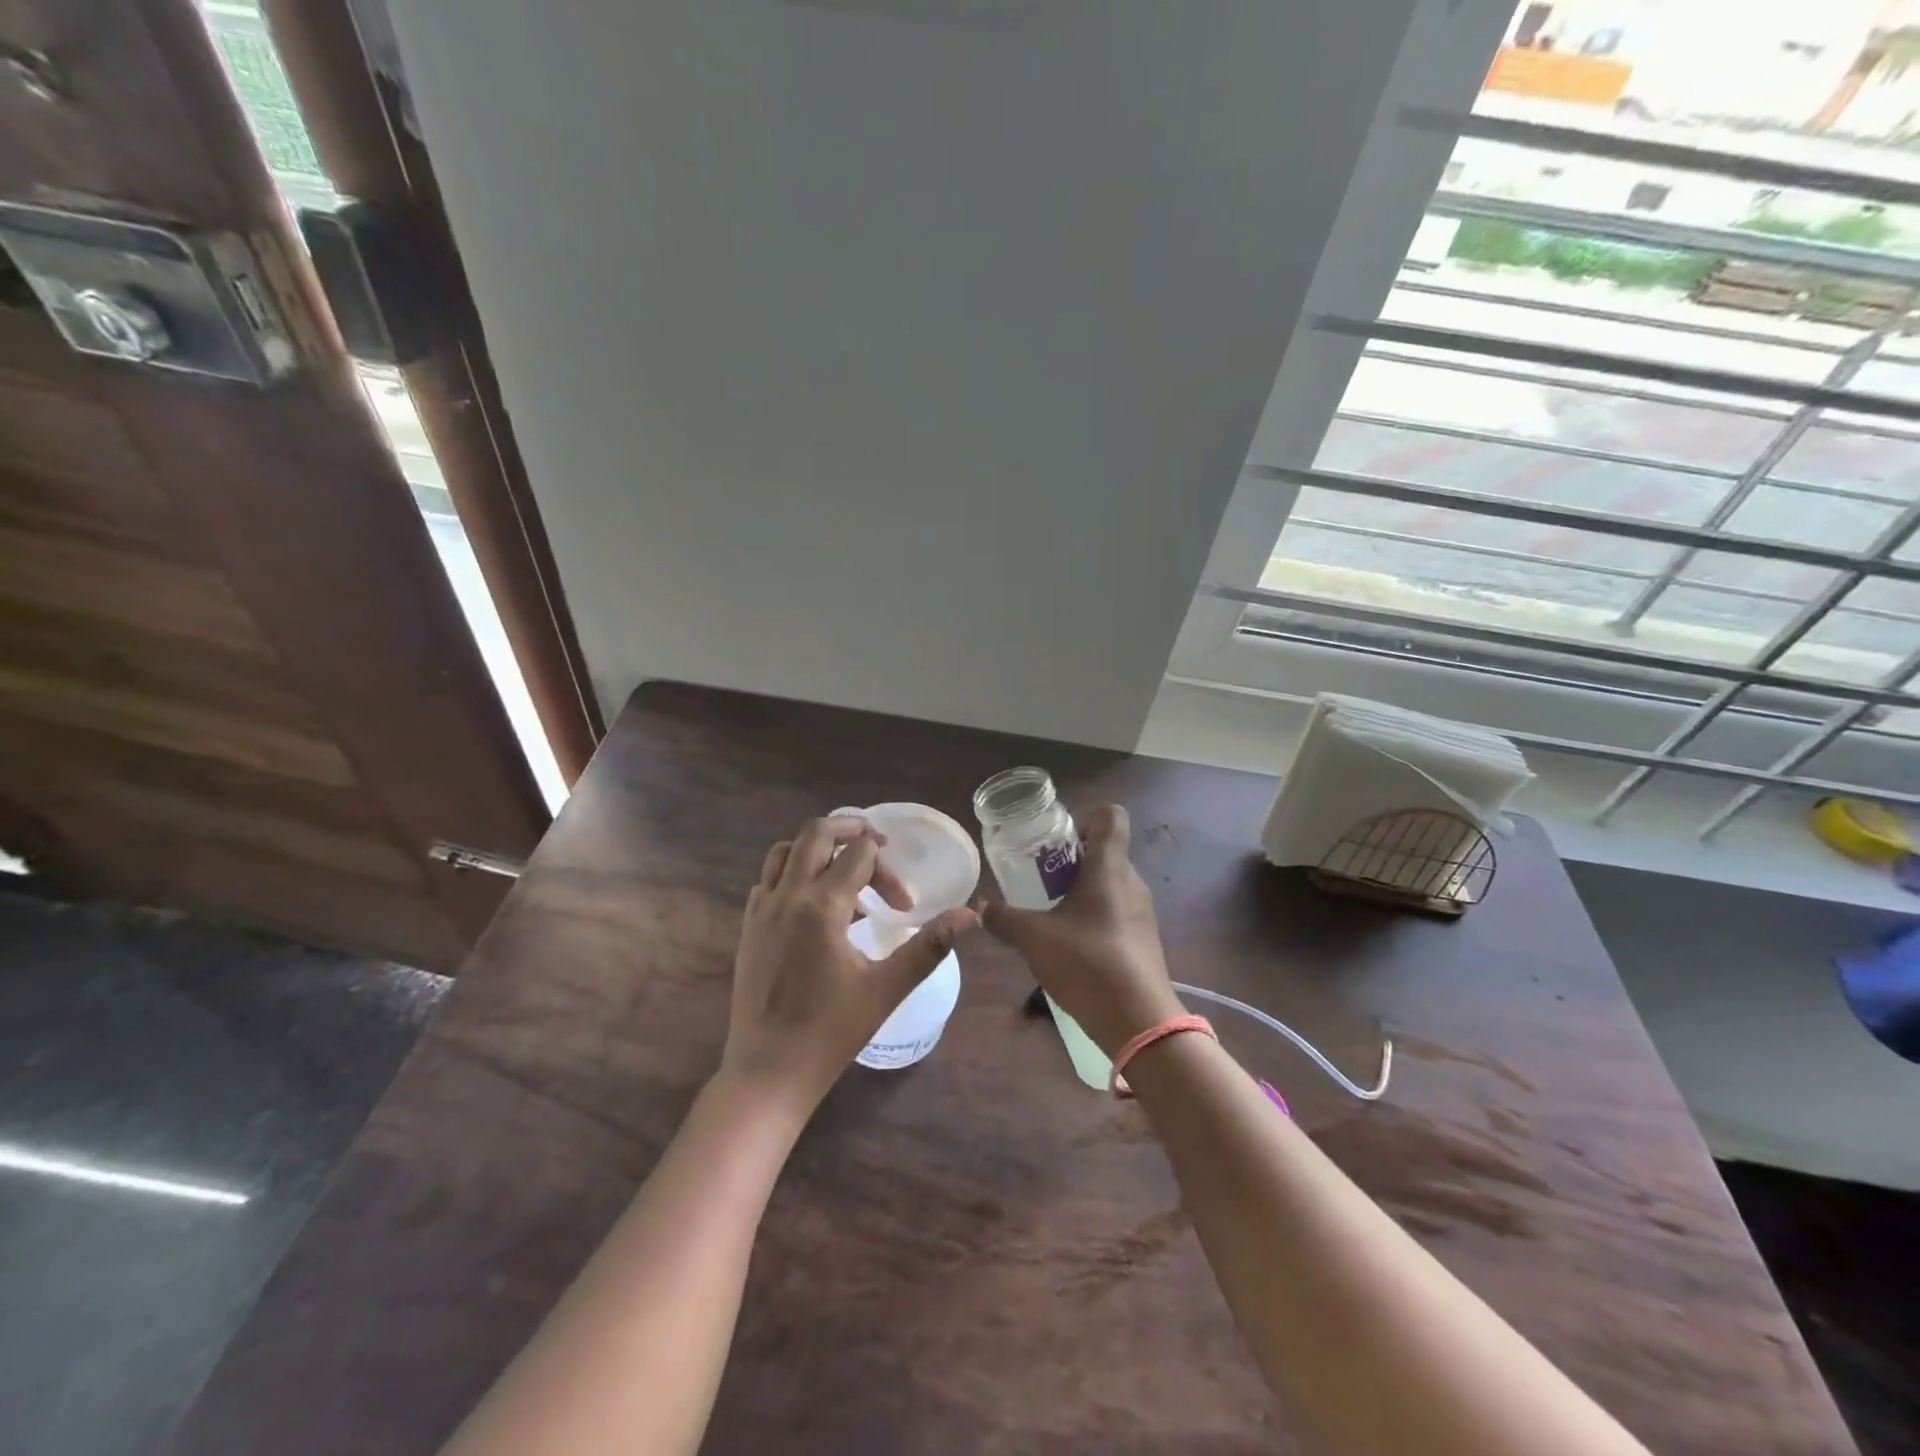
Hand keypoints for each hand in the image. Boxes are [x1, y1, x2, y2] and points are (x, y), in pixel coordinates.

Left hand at [721, 816, 978, 1114]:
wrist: (768, 1071)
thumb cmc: (831, 1032)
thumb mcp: (887, 988)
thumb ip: (929, 946)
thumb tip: (970, 914)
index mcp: (822, 906)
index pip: (859, 853)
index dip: (888, 870)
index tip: (902, 906)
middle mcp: (787, 896)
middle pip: (816, 833)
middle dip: (851, 830)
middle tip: (878, 848)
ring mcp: (761, 910)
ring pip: (785, 851)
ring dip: (817, 849)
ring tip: (844, 871)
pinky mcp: (747, 927)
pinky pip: (768, 880)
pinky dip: (792, 874)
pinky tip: (812, 904)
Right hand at [980, 805, 1183, 1055]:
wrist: (1138, 1021)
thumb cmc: (1087, 963)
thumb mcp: (1033, 938)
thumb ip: (1004, 919)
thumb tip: (981, 908)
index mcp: (1109, 867)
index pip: (1110, 816)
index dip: (1084, 819)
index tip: (1056, 842)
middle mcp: (1131, 881)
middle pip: (1104, 851)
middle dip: (1070, 859)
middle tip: (1038, 880)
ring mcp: (1141, 912)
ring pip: (1109, 884)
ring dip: (1080, 890)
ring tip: (1049, 914)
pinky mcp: (1143, 939)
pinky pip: (1115, 912)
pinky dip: (1093, 916)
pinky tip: (1070, 945)